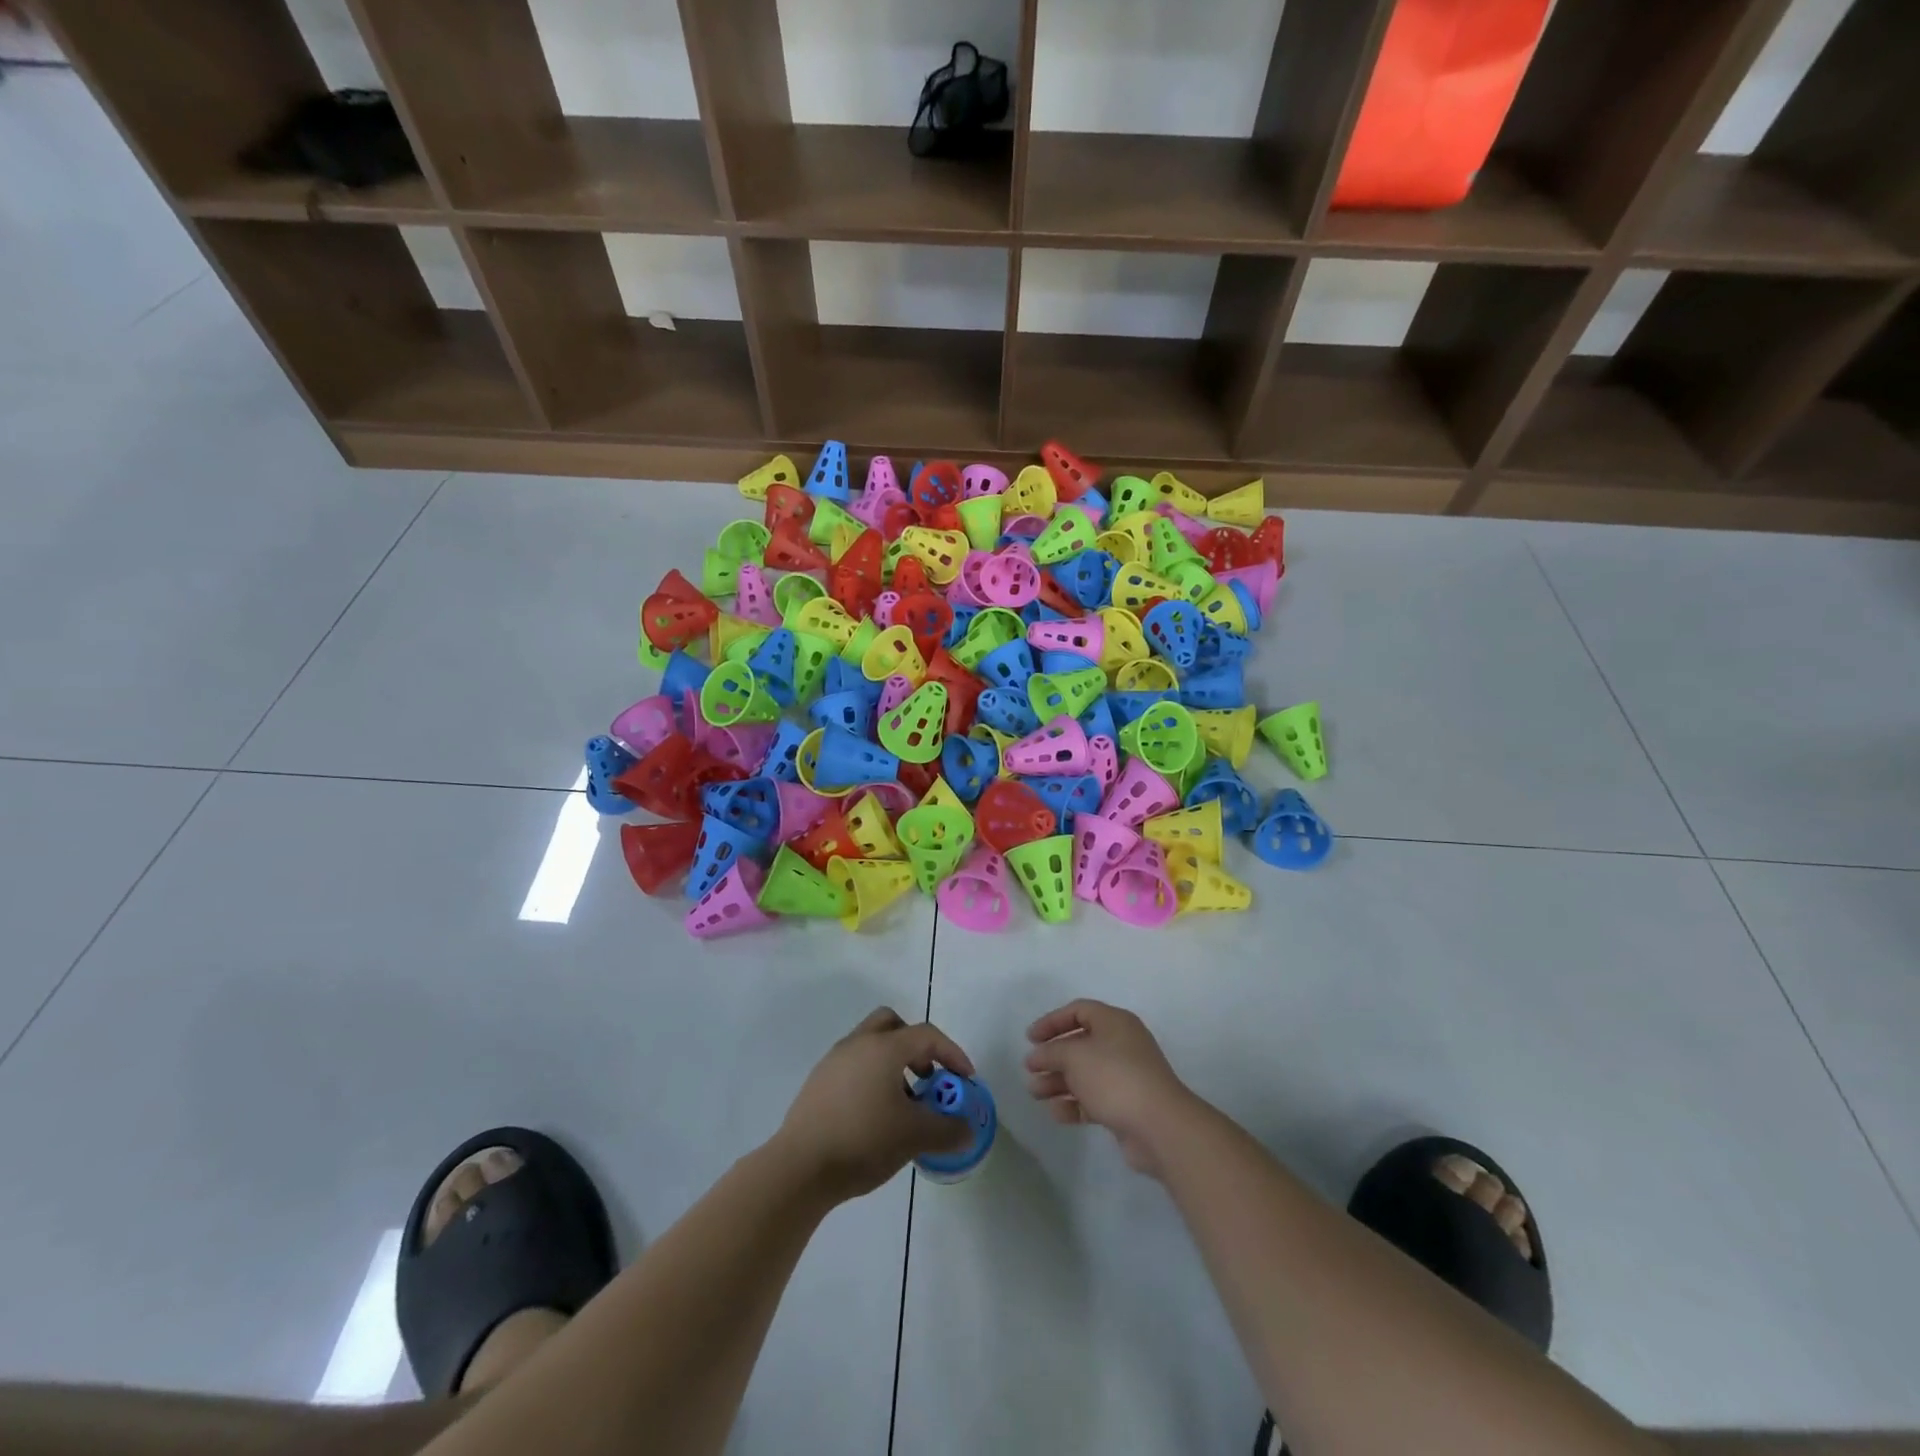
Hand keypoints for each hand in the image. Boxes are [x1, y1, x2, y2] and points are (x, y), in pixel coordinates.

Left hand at [777, 1007, 975, 1203]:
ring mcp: (833, 1062)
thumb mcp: (914, 1137)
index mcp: (884, 1047)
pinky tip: (874, 1116)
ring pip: (870, 1045)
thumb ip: (948, 1131)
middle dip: (916, 1045)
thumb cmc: (863, 1140)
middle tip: (927, 1076)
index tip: (965, 1079)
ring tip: (903, 1104)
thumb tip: (967, 1131)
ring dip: (893, 1063)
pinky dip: (871, 1077)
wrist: (799, 1167)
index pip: (927, 1035)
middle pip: (892, 1024)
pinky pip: (853, 1066)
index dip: (952, 1053)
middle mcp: (857, 1044)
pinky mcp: (817, 1083)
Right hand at [1025, 999, 1198, 1177]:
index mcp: (1114, 1022)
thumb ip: (1051, 1052)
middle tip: (1030, 1069)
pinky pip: (1094, 1099)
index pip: (1078, 1011)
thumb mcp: (1075, 1056)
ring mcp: (1125, 1076)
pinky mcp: (1125, 1105)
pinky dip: (1074, 1104)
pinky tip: (1056, 1113)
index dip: (1052, 1021)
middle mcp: (1121, 1044)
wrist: (1159, 1126)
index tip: (1030, 1038)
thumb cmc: (1114, 1077)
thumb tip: (1037, 1056)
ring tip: (1035, 1093)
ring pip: (1084, 1074)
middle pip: (1080, 1044)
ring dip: (1058, 1082)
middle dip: (1052, 1057)